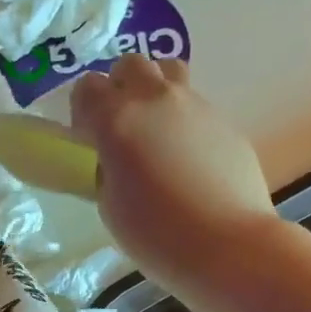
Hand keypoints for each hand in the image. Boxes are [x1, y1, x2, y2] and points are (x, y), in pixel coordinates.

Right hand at [71, 55, 278, 291]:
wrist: (228, 246)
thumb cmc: (156, 235)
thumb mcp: (110, 206)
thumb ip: (106, 170)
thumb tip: (115, 160)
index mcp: (117, 119)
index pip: (87, 87)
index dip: (83, 110)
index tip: (87, 139)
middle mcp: (156, 100)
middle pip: (131, 65)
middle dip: (120, 87)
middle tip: (121, 127)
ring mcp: (197, 106)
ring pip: (170, 73)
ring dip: (155, 91)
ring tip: (156, 131)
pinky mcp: (226, 122)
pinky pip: (197, 106)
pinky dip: (185, 121)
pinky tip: (190, 161)